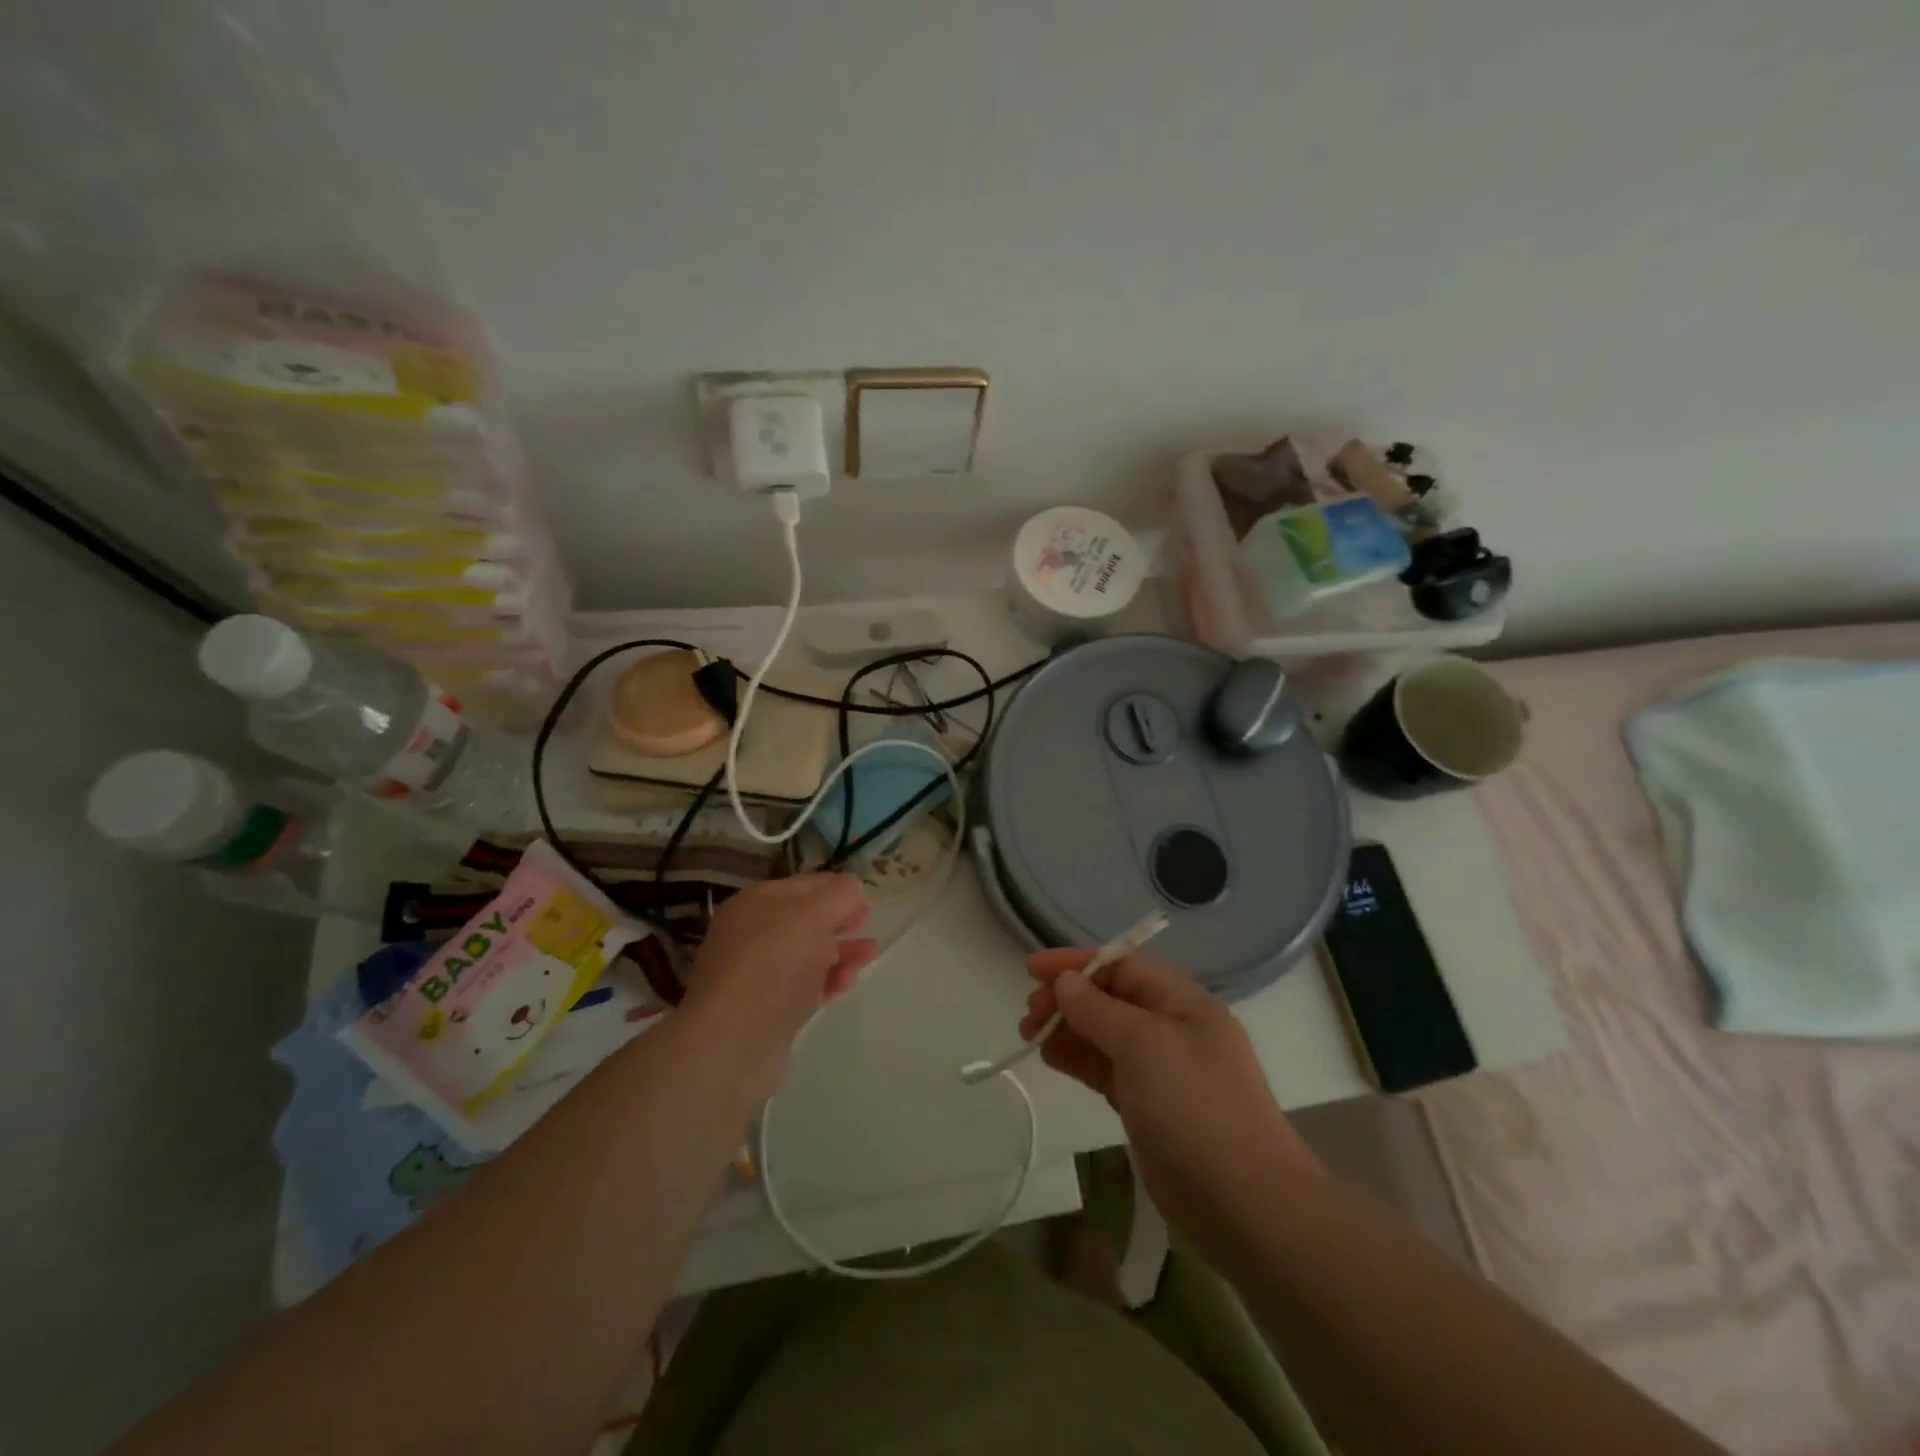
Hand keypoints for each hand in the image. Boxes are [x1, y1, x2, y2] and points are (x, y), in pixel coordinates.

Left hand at [682, 874, 877, 1080]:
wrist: (733, 1040)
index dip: (836, 888)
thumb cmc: (775, 962)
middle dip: (840, 921)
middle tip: (867, 926)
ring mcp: (755, 972)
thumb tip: (851, 888)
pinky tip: (843, 986)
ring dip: (839, 951)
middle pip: (805, 919)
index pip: (804, 885)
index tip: (866, 900)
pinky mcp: (763, 1008)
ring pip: (806, 954)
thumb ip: (839, 895)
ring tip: (868, 956)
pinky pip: (800, 986)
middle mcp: (751, 932)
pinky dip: (825, 981)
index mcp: (756, 902)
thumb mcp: (814, 914)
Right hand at [1023, 949, 1321, 1252]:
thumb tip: (1066, 981)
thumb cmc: (1194, 1105)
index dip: (1077, 962)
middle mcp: (1173, 1028)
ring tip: (1029, 1035)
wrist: (1243, 1203)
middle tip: (1029, 1013)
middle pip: (1111, 998)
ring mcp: (1161, 1069)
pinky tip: (1050, 1057)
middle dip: (1068, 998)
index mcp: (1183, 1002)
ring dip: (1068, 1028)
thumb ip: (1098, 1009)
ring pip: (1105, 1034)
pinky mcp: (1148, 1106)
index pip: (1123, 964)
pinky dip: (1078, 1059)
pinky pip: (1106, 1068)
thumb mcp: (1144, 1044)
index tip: (1032, 969)